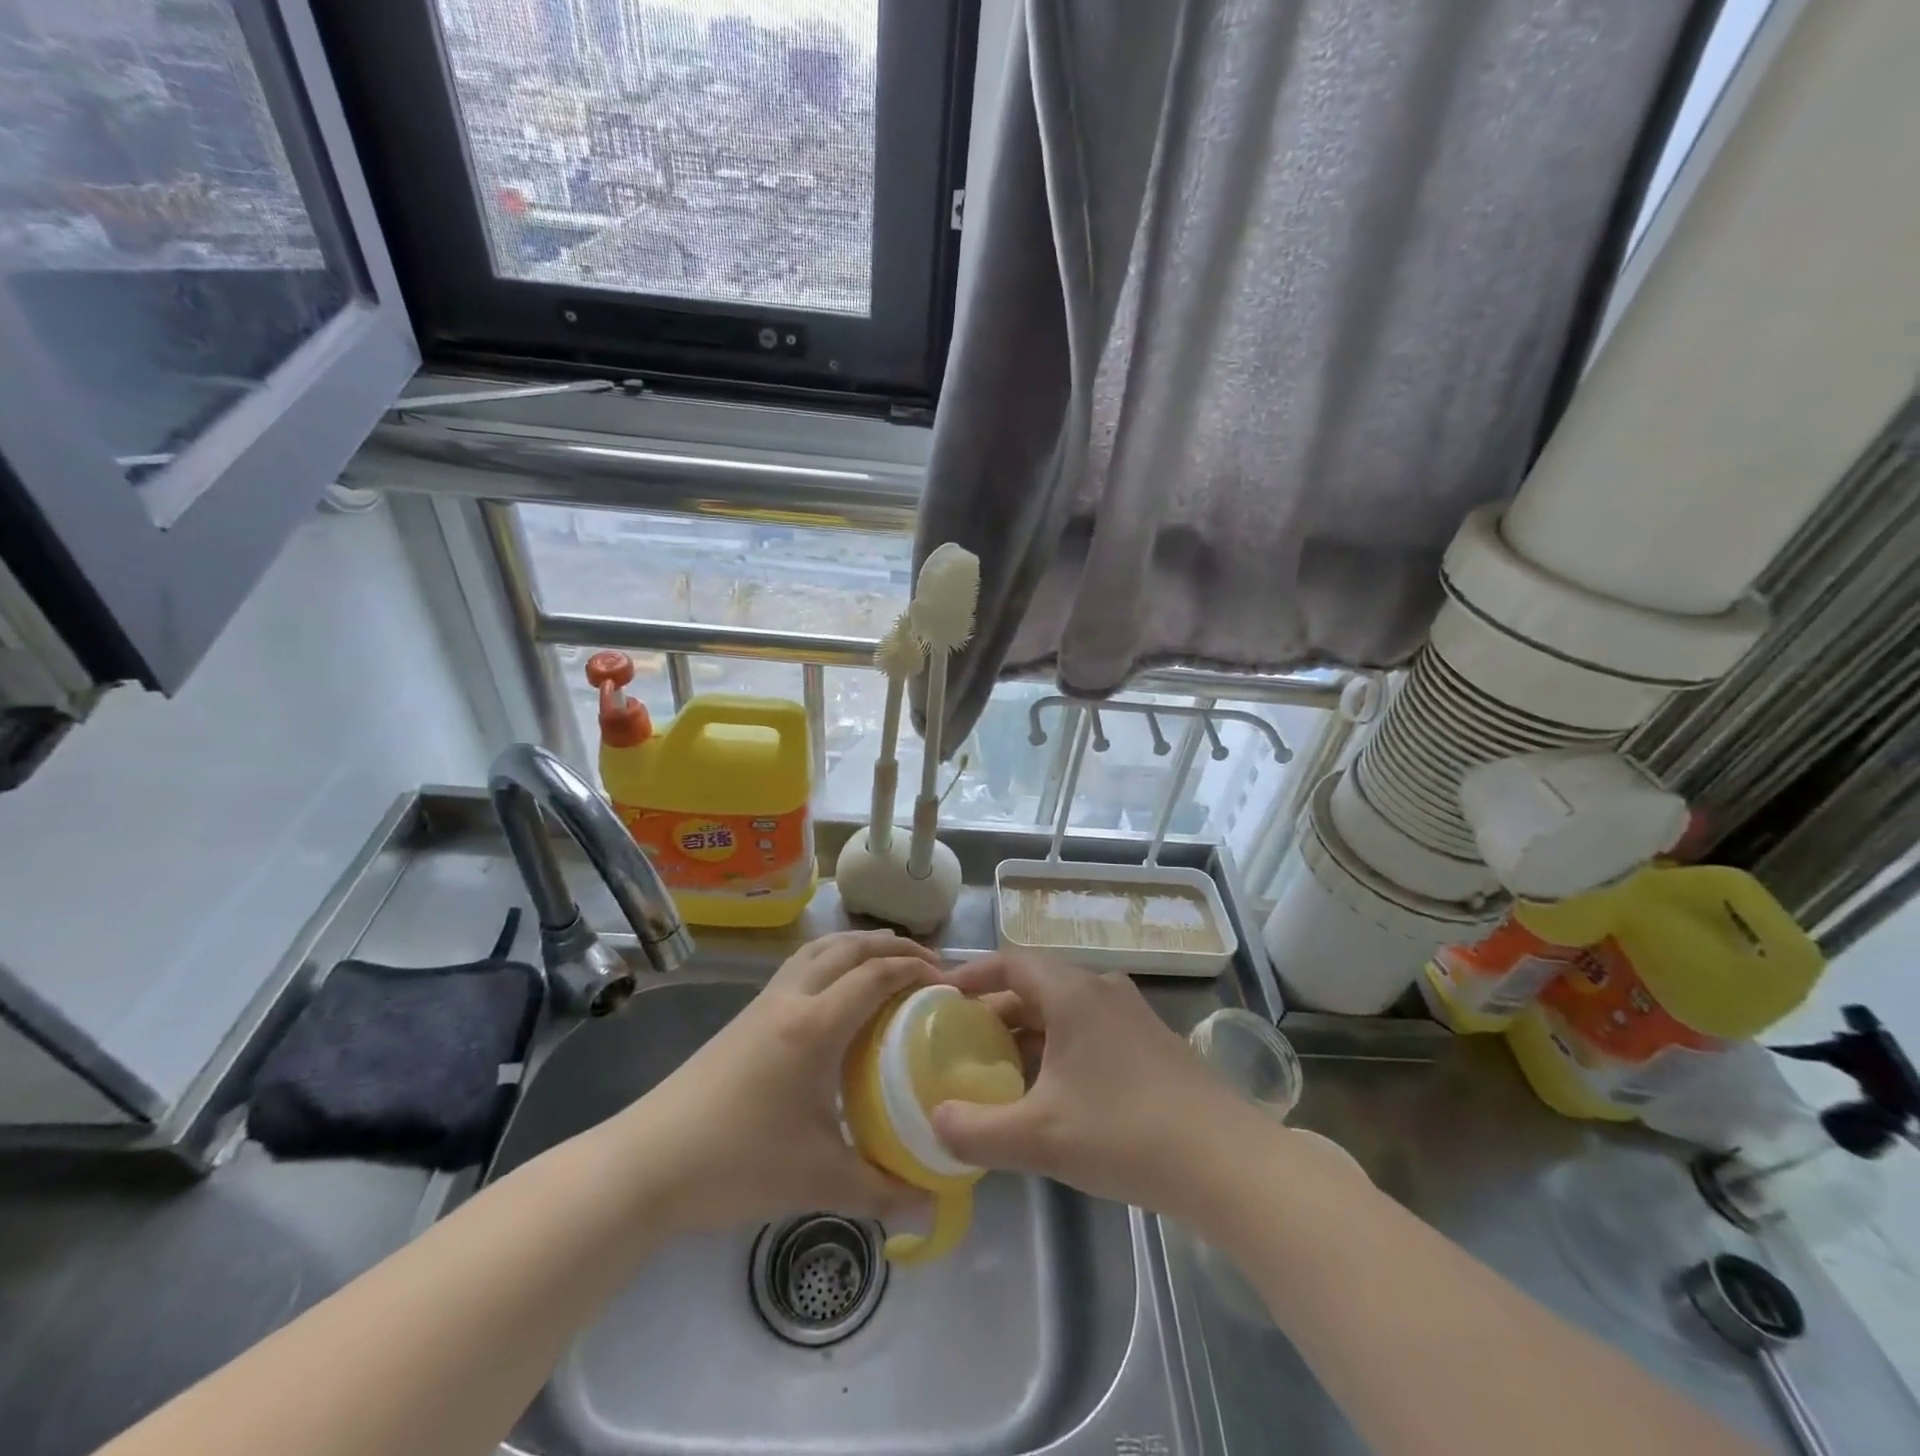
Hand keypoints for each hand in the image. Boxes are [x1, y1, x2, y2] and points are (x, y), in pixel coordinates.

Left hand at [616, 930, 939, 1234]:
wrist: (646, 1163)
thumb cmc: (737, 1163)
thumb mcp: (818, 1180)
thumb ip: (881, 1191)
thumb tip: (933, 1204)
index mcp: (814, 1026)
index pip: (875, 975)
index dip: (915, 969)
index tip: (947, 981)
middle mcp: (791, 999)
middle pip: (848, 948)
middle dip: (891, 945)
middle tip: (927, 962)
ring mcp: (763, 1004)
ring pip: (818, 949)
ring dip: (857, 945)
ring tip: (886, 962)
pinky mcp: (746, 1017)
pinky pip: (799, 967)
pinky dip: (830, 959)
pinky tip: (836, 994)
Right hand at [930, 953, 1268, 1223]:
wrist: (1224, 1160)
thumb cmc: (1123, 1133)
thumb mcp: (1039, 1137)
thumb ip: (976, 1131)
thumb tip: (935, 1121)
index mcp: (1072, 992)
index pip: (1011, 961)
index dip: (973, 974)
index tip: (942, 997)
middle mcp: (1101, 990)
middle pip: (1036, 985)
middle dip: (996, 1010)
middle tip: (963, 1041)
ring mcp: (1130, 1015)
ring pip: (1064, 1010)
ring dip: (1028, 1031)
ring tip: (999, 1068)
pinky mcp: (1150, 1043)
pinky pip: (1089, 1030)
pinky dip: (1059, 1047)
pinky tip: (1052, 1091)